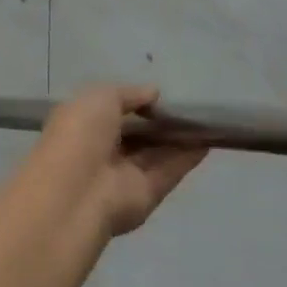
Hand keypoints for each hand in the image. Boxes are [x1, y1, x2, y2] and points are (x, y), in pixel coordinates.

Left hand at [33, 86, 207, 238]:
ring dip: (178, 138)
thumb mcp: (101, 97)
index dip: (136, 103)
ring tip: (205, 121)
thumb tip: (153, 93)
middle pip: (137, 134)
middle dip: (159, 122)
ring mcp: (125, 173)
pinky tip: (207, 141)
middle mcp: (103, 148)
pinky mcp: (147, 194)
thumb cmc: (81, 132)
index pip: (112, 110)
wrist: (78, 191)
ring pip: (156, 152)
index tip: (161, 95)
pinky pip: (169, 170)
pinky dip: (187, 157)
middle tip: (189, 108)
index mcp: (84, 123)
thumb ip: (129, 94)